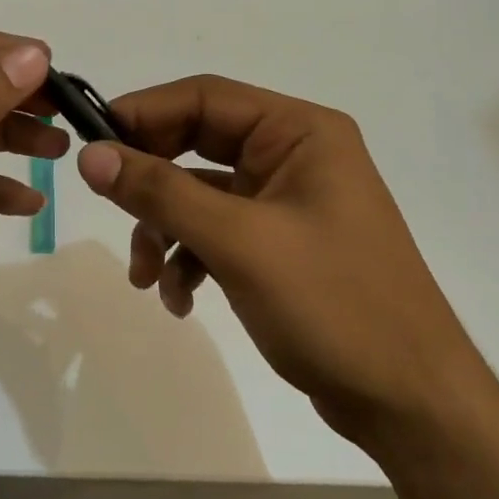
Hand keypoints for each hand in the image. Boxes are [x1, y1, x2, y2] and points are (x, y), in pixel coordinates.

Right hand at [75, 76, 474, 440]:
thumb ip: (161, 192)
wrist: (408, 400)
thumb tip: (90, 154)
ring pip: (200, 196)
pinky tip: (181, 301)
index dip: (143, 114)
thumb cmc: (332, 304)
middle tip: (110, 212)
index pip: (205, 97)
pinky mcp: (281, 246)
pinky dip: (191, 260)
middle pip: (197, 146)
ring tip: (149, 281)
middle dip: (152, 187)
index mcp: (300, 132)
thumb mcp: (238, 242)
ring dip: (166, 233)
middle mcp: (295, 156)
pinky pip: (218, 234)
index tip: (90, 146)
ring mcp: (289, 203)